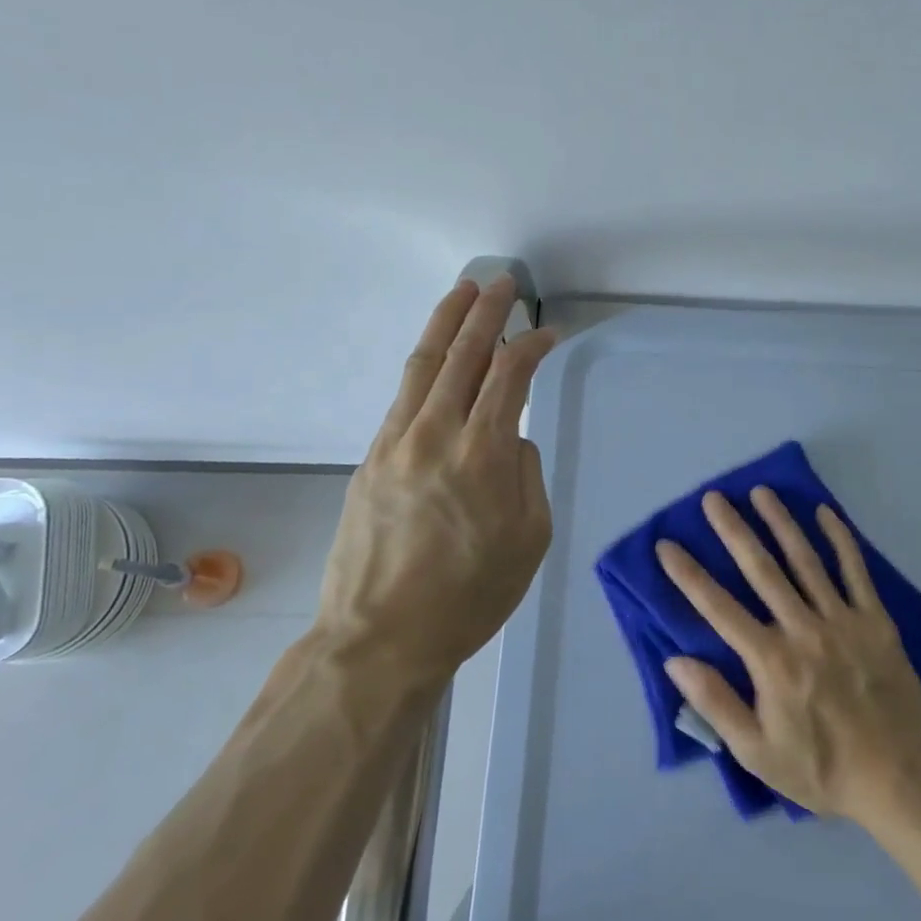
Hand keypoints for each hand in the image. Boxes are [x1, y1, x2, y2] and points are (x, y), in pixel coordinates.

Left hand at [317, 275, 557, 683]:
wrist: (379, 639)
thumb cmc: (469, 597)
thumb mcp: (529, 540)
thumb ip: (526, 475)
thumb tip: (511, 439)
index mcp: (482, 454)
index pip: (509, 375)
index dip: (531, 346)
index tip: (549, 333)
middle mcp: (436, 434)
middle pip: (463, 354)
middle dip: (486, 312)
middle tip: (502, 281)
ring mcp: (396, 443)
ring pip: (424, 365)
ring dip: (446, 323)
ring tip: (463, 291)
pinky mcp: (371, 458)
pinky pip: (402, 396)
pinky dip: (423, 365)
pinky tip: (434, 355)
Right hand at [657, 488, 920, 821]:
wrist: (896, 780)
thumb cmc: (820, 768)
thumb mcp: (756, 752)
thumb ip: (715, 703)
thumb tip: (676, 660)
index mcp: (771, 661)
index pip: (719, 608)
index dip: (689, 575)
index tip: (666, 545)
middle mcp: (803, 629)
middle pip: (761, 570)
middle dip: (734, 530)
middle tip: (714, 498)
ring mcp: (842, 620)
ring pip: (805, 560)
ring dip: (781, 522)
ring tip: (761, 492)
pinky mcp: (875, 621)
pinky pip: (855, 571)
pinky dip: (840, 539)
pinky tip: (825, 512)